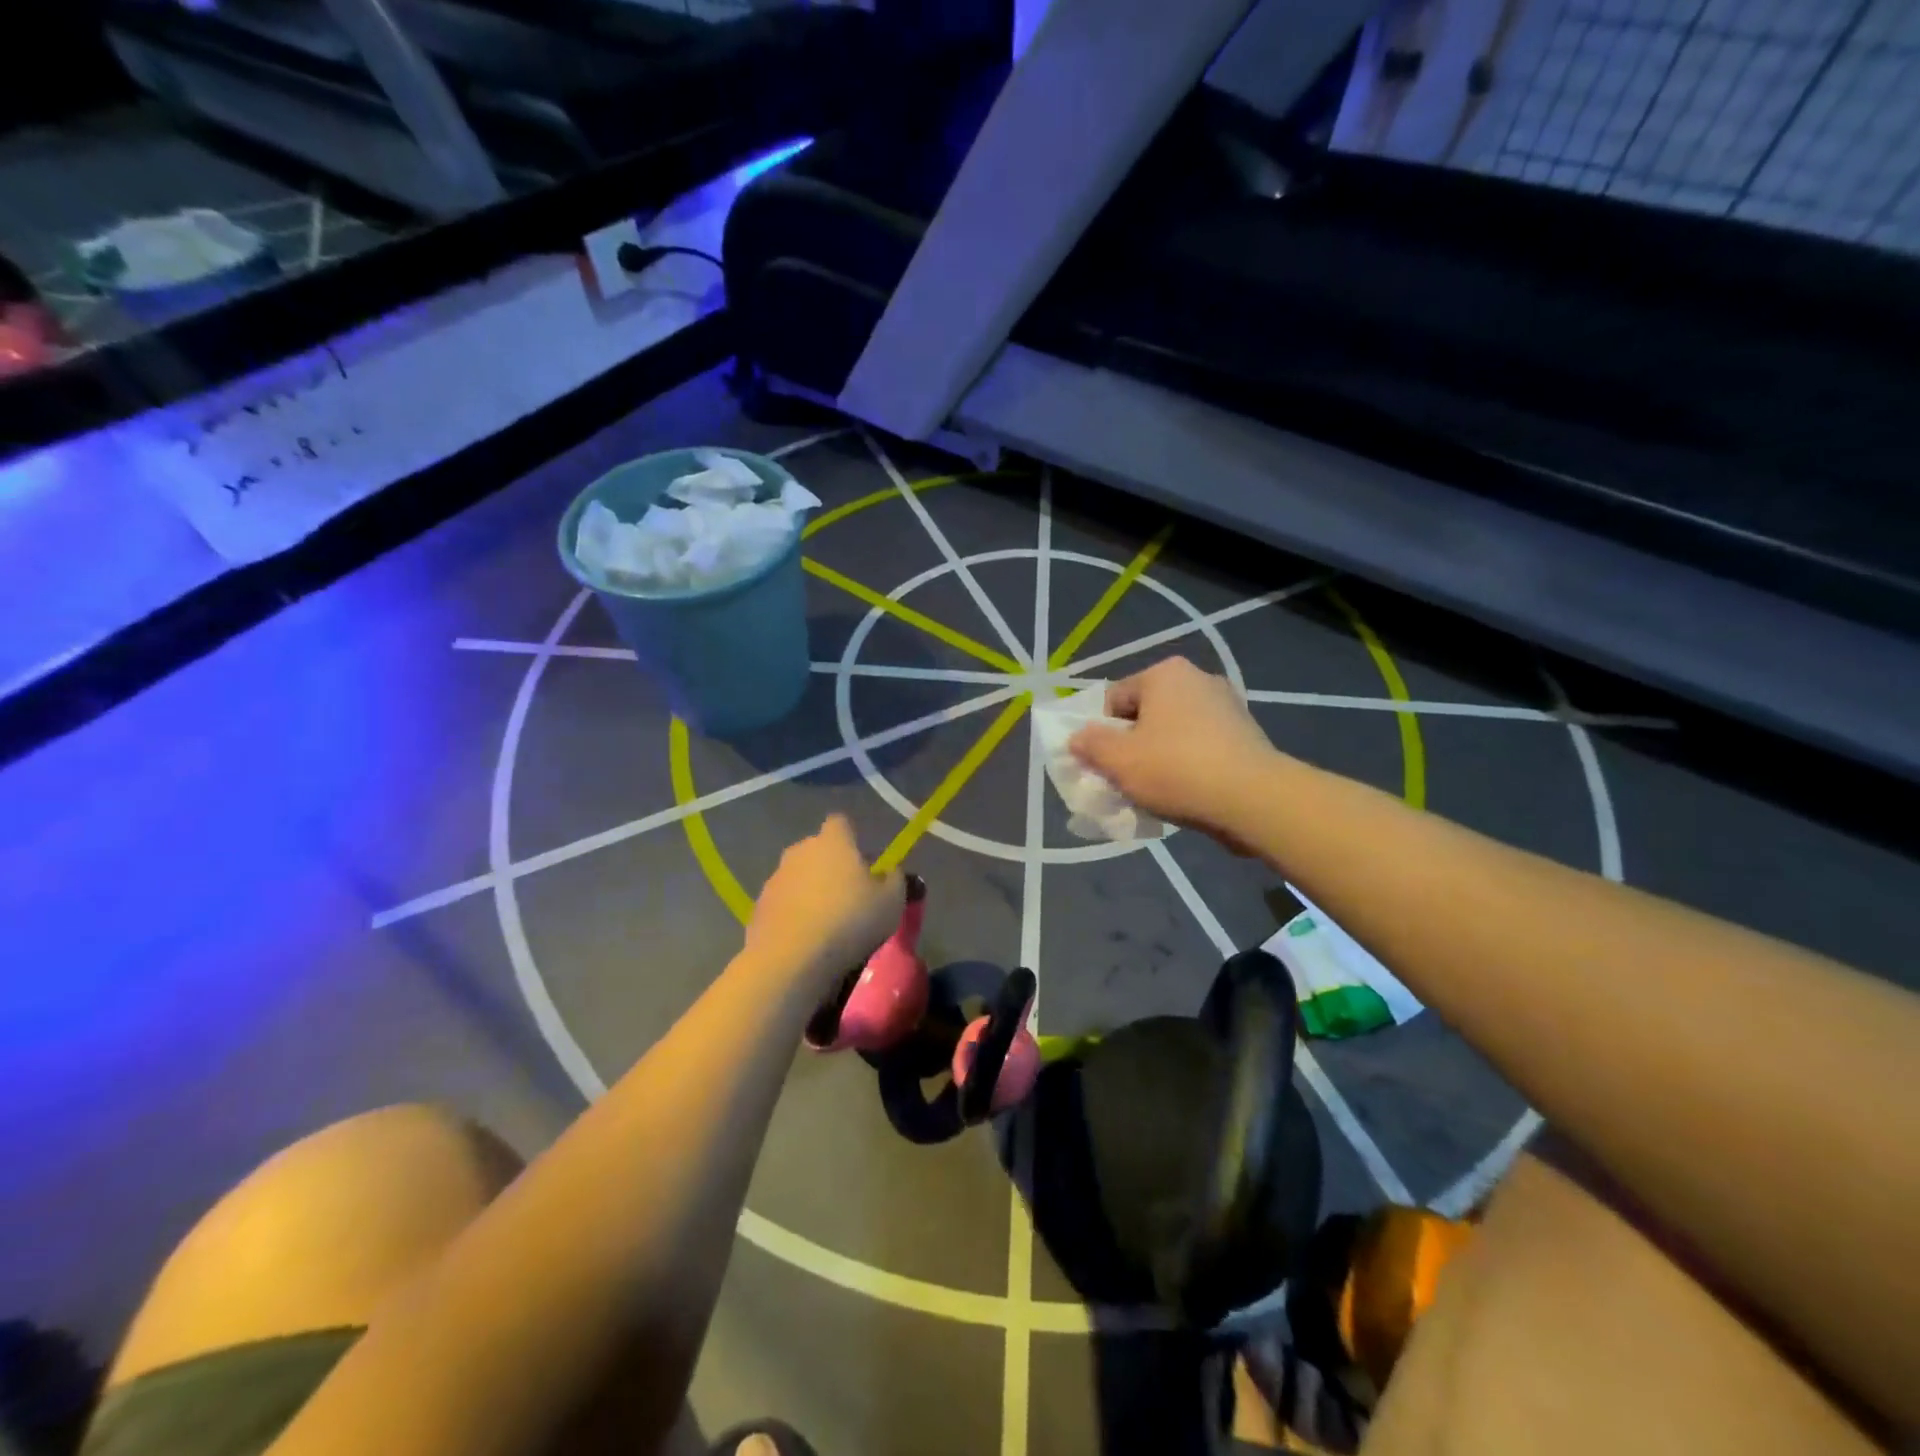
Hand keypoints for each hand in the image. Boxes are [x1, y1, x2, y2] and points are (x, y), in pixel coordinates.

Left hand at [747, 815, 903, 991]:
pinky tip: (806, 939)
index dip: (852, 838)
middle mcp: (800, 851)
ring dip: (811, 891)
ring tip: (827, 923)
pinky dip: (794, 914)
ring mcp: (775, 878)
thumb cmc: (850, 921)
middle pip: (817, 849)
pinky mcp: (759, 907)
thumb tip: (889, 871)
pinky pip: (783, 903)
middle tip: (850, 895)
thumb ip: (894, 879)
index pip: (841, 822)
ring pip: (798, 877)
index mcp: (833, 841)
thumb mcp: (892, 901)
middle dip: (831, 865)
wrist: (792, 959)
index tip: (863, 861)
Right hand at [1069, 657, 1278, 848]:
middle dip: (1133, 744)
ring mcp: (1228, 705)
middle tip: (1128, 778)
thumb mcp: (1118, 760)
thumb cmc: (1176, 770)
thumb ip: (1090, 745)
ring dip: (1161, 755)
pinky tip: (1188, 791)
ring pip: (1175, 731)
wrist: (1253, 798)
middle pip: (1146, 713)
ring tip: (1158, 789)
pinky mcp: (1247, 733)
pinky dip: (1190, 763)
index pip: (1114, 699)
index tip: (1105, 764)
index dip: (1102, 733)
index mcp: (1164, 674)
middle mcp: (1198, 678)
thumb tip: (1076, 738)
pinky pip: (1202, 746)